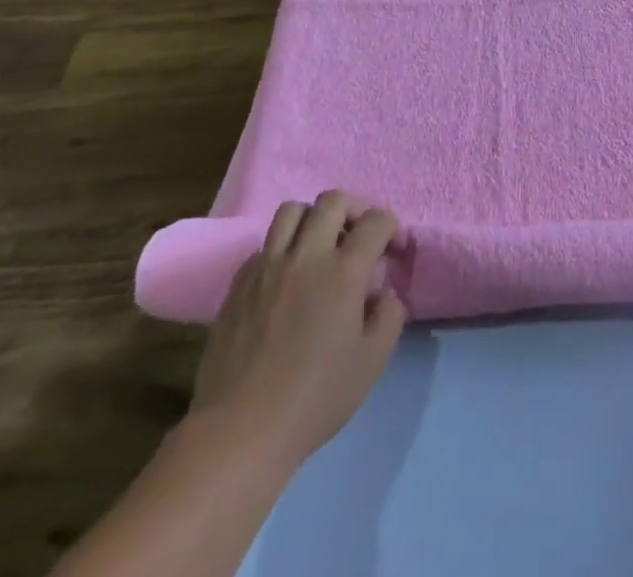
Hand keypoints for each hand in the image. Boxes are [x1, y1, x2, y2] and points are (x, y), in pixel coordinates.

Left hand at [189, 191, 408, 467]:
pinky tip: (286, 278)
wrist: (240, 431)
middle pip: (333, 201)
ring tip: (320, 246)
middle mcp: (306, 256)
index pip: (376, 221)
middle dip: (355, 210)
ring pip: (293, 210)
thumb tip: (385, 293)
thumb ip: (389, 317)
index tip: (394, 252)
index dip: (392, 228)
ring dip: (314, 219)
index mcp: (344, 271)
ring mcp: (268, 266)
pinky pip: (264, 245)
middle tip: (359, 236)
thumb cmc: (314, 399)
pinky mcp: (239, 283)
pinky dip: (282, 249)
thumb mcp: (372, 363)